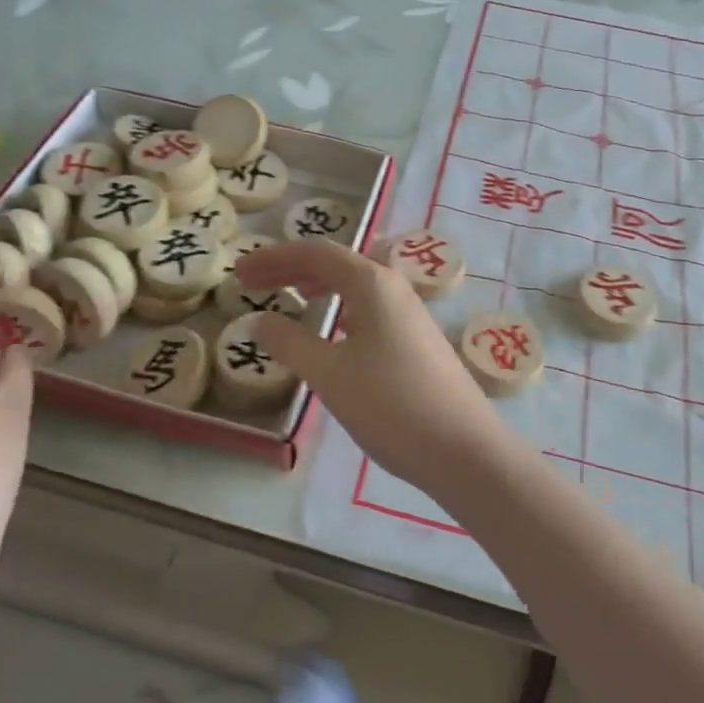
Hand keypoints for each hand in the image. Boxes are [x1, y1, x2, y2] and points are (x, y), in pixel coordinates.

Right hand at [235, 239, 511, 500]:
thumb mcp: (329, 374)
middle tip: (252, 284)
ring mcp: (410, 314)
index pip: (315, 252)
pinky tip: (333, 330)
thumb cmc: (391, 405)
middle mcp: (394, 288)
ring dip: (318, 286)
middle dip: (292, 269)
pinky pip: (370, 308)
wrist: (464, 449)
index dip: (273, 258)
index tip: (239, 273)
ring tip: (290, 297)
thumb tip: (259, 321)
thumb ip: (290, 343)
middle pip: (336, 264)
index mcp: (373, 283)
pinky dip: (341, 308)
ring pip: (356, 285)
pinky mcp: (417, 340)